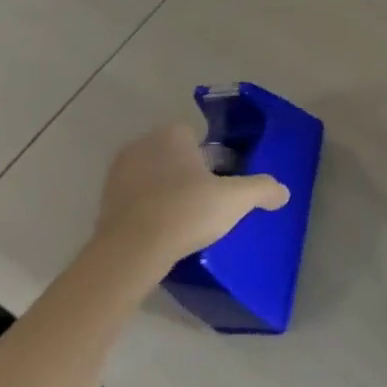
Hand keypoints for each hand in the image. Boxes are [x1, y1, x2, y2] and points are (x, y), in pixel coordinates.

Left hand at [99, 125, 288, 264]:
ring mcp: (118, 174)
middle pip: (174, 156)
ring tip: (185, 221)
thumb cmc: (187, 211)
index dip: (211, 159)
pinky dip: (148, 211)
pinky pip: (135, 200)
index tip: (221, 182)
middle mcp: (141, 145)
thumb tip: (283, 192)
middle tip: (206, 202)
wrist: (131, 251)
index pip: (196, 137)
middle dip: (188, 174)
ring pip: (153, 177)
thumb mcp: (235, 200)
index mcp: (171, 135)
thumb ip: (262, 189)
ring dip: (166, 192)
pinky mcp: (103, 202)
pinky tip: (162, 232)